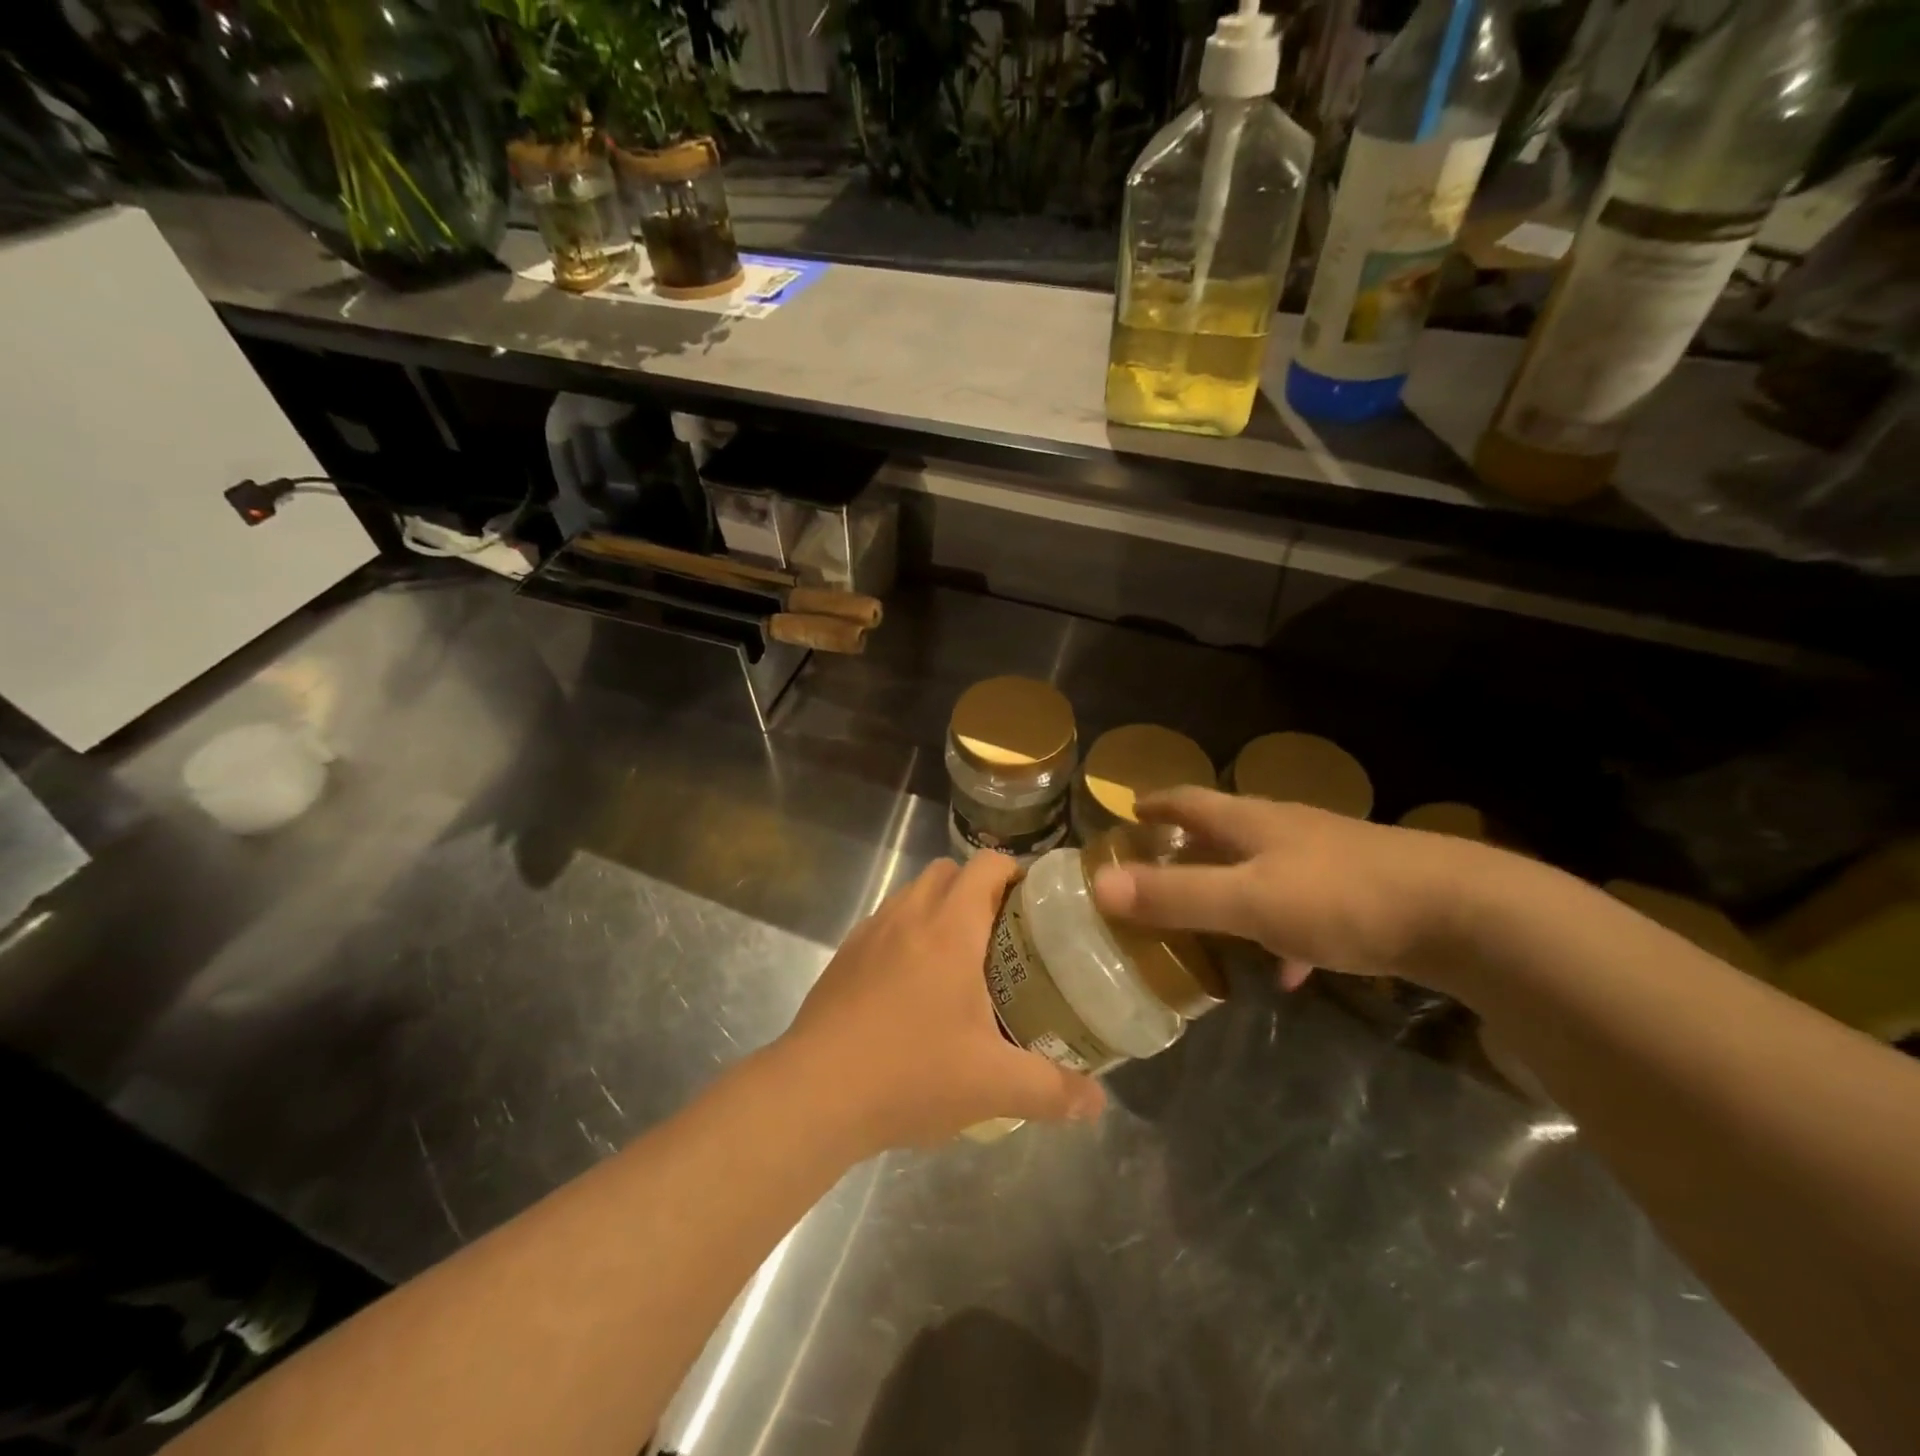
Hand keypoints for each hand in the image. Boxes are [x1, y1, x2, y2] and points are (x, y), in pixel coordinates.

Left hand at [779, 853, 1104, 1152]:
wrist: (813, 1094)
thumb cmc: (910, 1074)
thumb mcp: (993, 1086)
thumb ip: (1052, 1090)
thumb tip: (1096, 1103)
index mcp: (949, 928)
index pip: (986, 866)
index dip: (1015, 872)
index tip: (1036, 903)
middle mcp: (908, 916)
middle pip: (948, 871)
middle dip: (978, 889)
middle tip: (1004, 936)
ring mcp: (870, 933)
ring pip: (912, 895)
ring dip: (940, 910)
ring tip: (961, 961)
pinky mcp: (844, 957)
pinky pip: (885, 924)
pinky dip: (907, 935)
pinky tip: (914, 988)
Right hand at [1089, 788, 1501, 989]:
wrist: (1462, 913)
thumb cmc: (1341, 897)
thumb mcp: (1247, 900)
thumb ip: (1175, 895)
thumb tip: (1098, 885)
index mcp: (1253, 823)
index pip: (1191, 801)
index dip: (1157, 804)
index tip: (1130, 809)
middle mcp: (1286, 831)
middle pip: (1226, 830)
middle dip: (1190, 844)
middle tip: (1158, 865)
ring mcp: (1327, 859)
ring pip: (1264, 868)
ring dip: (1232, 886)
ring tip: (1209, 919)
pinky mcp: (1361, 892)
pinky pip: (1303, 907)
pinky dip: (1280, 930)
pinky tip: (1287, 968)